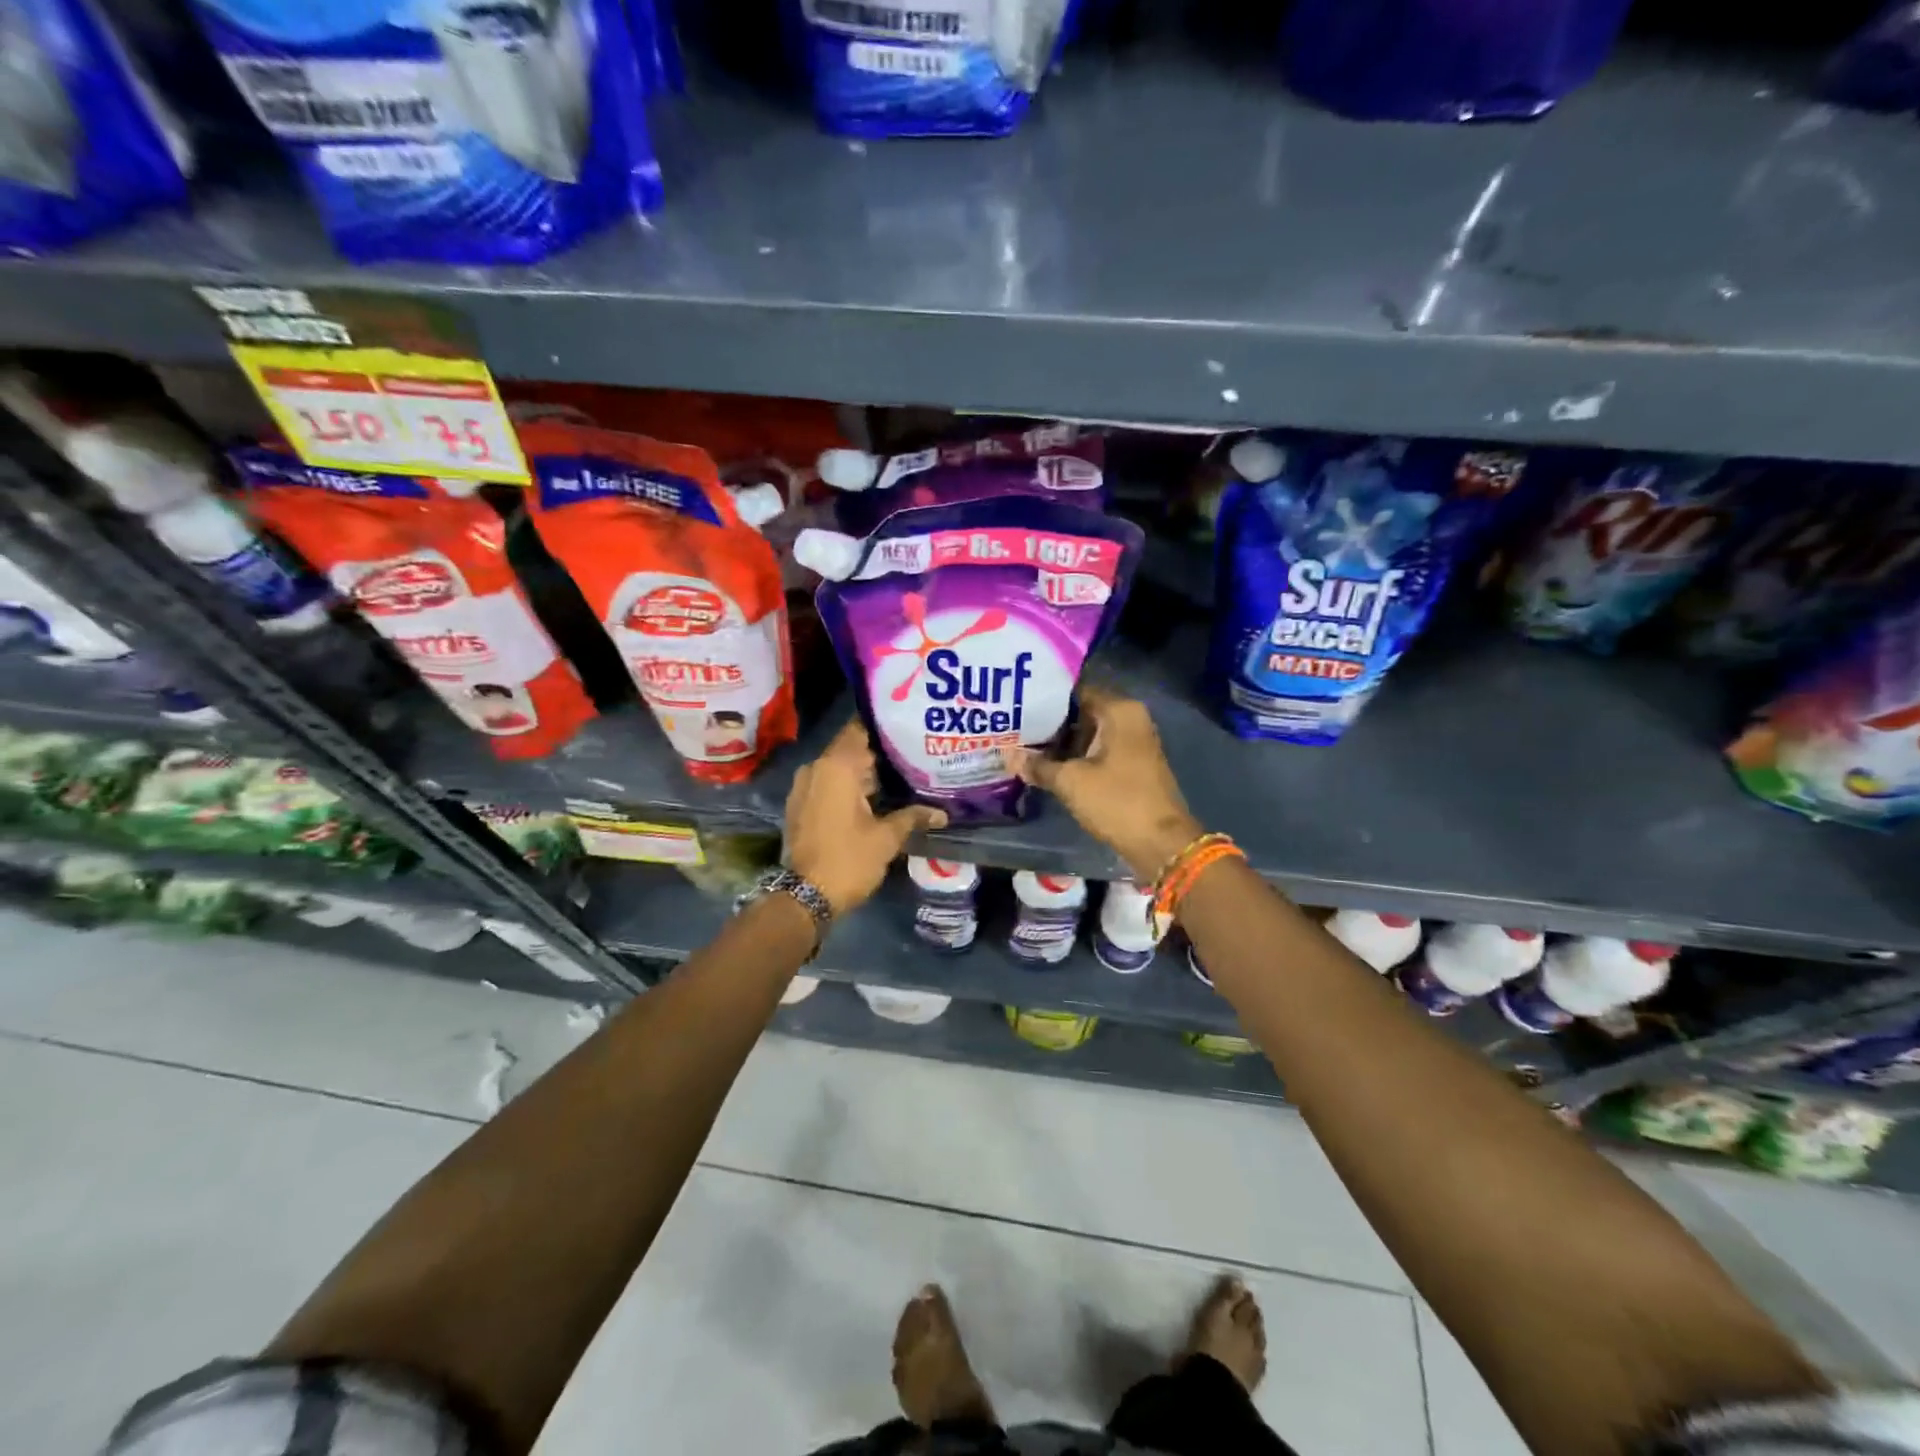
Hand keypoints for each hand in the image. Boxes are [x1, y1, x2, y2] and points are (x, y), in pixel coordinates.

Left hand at [785, 720, 946, 913]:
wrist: (805, 896)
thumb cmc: (849, 860)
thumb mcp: (887, 838)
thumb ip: (913, 816)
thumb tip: (942, 813)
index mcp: (836, 767)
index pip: (859, 729)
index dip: (883, 726)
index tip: (908, 726)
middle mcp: (816, 768)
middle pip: (851, 748)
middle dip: (879, 752)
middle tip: (912, 752)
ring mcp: (804, 786)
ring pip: (840, 768)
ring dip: (864, 771)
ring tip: (899, 774)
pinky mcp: (801, 805)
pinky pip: (828, 784)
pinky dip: (848, 786)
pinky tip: (874, 796)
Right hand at [1005, 687, 1201, 881]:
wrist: (1160, 843)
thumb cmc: (1117, 801)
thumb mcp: (1070, 782)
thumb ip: (1038, 765)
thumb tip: (1007, 755)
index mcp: (1119, 711)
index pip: (1075, 690)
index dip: (1044, 698)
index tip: (1015, 705)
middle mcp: (1129, 719)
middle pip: (1081, 712)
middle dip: (1048, 723)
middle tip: (1012, 727)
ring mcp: (1133, 742)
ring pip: (1087, 733)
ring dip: (1059, 743)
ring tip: (1022, 745)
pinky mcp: (1131, 765)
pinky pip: (1096, 751)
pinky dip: (1075, 757)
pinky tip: (1046, 765)